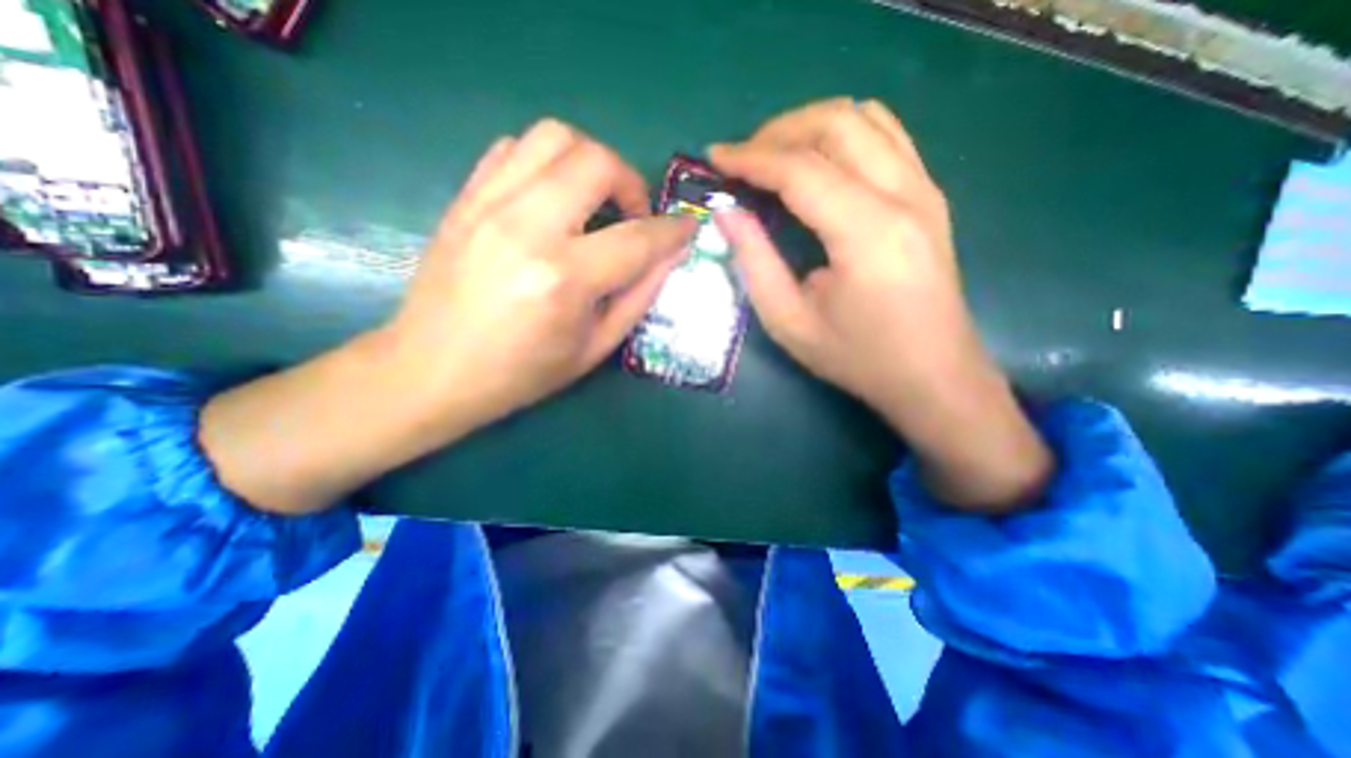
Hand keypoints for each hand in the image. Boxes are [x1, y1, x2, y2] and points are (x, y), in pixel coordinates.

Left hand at [378, 118, 696, 432]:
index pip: (637, 238)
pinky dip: (546, 162)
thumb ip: (639, 297)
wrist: (432, 370)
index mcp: (565, 279)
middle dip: (631, 182)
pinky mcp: (465, 199)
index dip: (672, 231)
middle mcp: (528, 228)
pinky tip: (552, 197)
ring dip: (590, 161)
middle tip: (632, 216)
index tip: (687, 227)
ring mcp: (489, 205)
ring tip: (595, 200)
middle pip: (596, 161)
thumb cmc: (522, 372)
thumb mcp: (595, 348)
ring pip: (554, 137)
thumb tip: (670, 255)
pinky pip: (513, 148)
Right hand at [710, 100, 1048, 510]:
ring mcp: (925, 190)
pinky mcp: (929, 196)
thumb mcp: (790, 323)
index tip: (714, 157)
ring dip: (810, 126)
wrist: (933, 375)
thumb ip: (755, 262)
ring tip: (773, 156)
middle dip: (778, 131)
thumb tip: (726, 213)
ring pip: (864, 118)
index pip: (801, 169)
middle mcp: (904, 196)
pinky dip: (843, 133)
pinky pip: (887, 136)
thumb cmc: (858, 358)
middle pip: (836, 125)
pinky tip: (818, 161)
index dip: (751, 158)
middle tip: (741, 159)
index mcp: (867, 234)